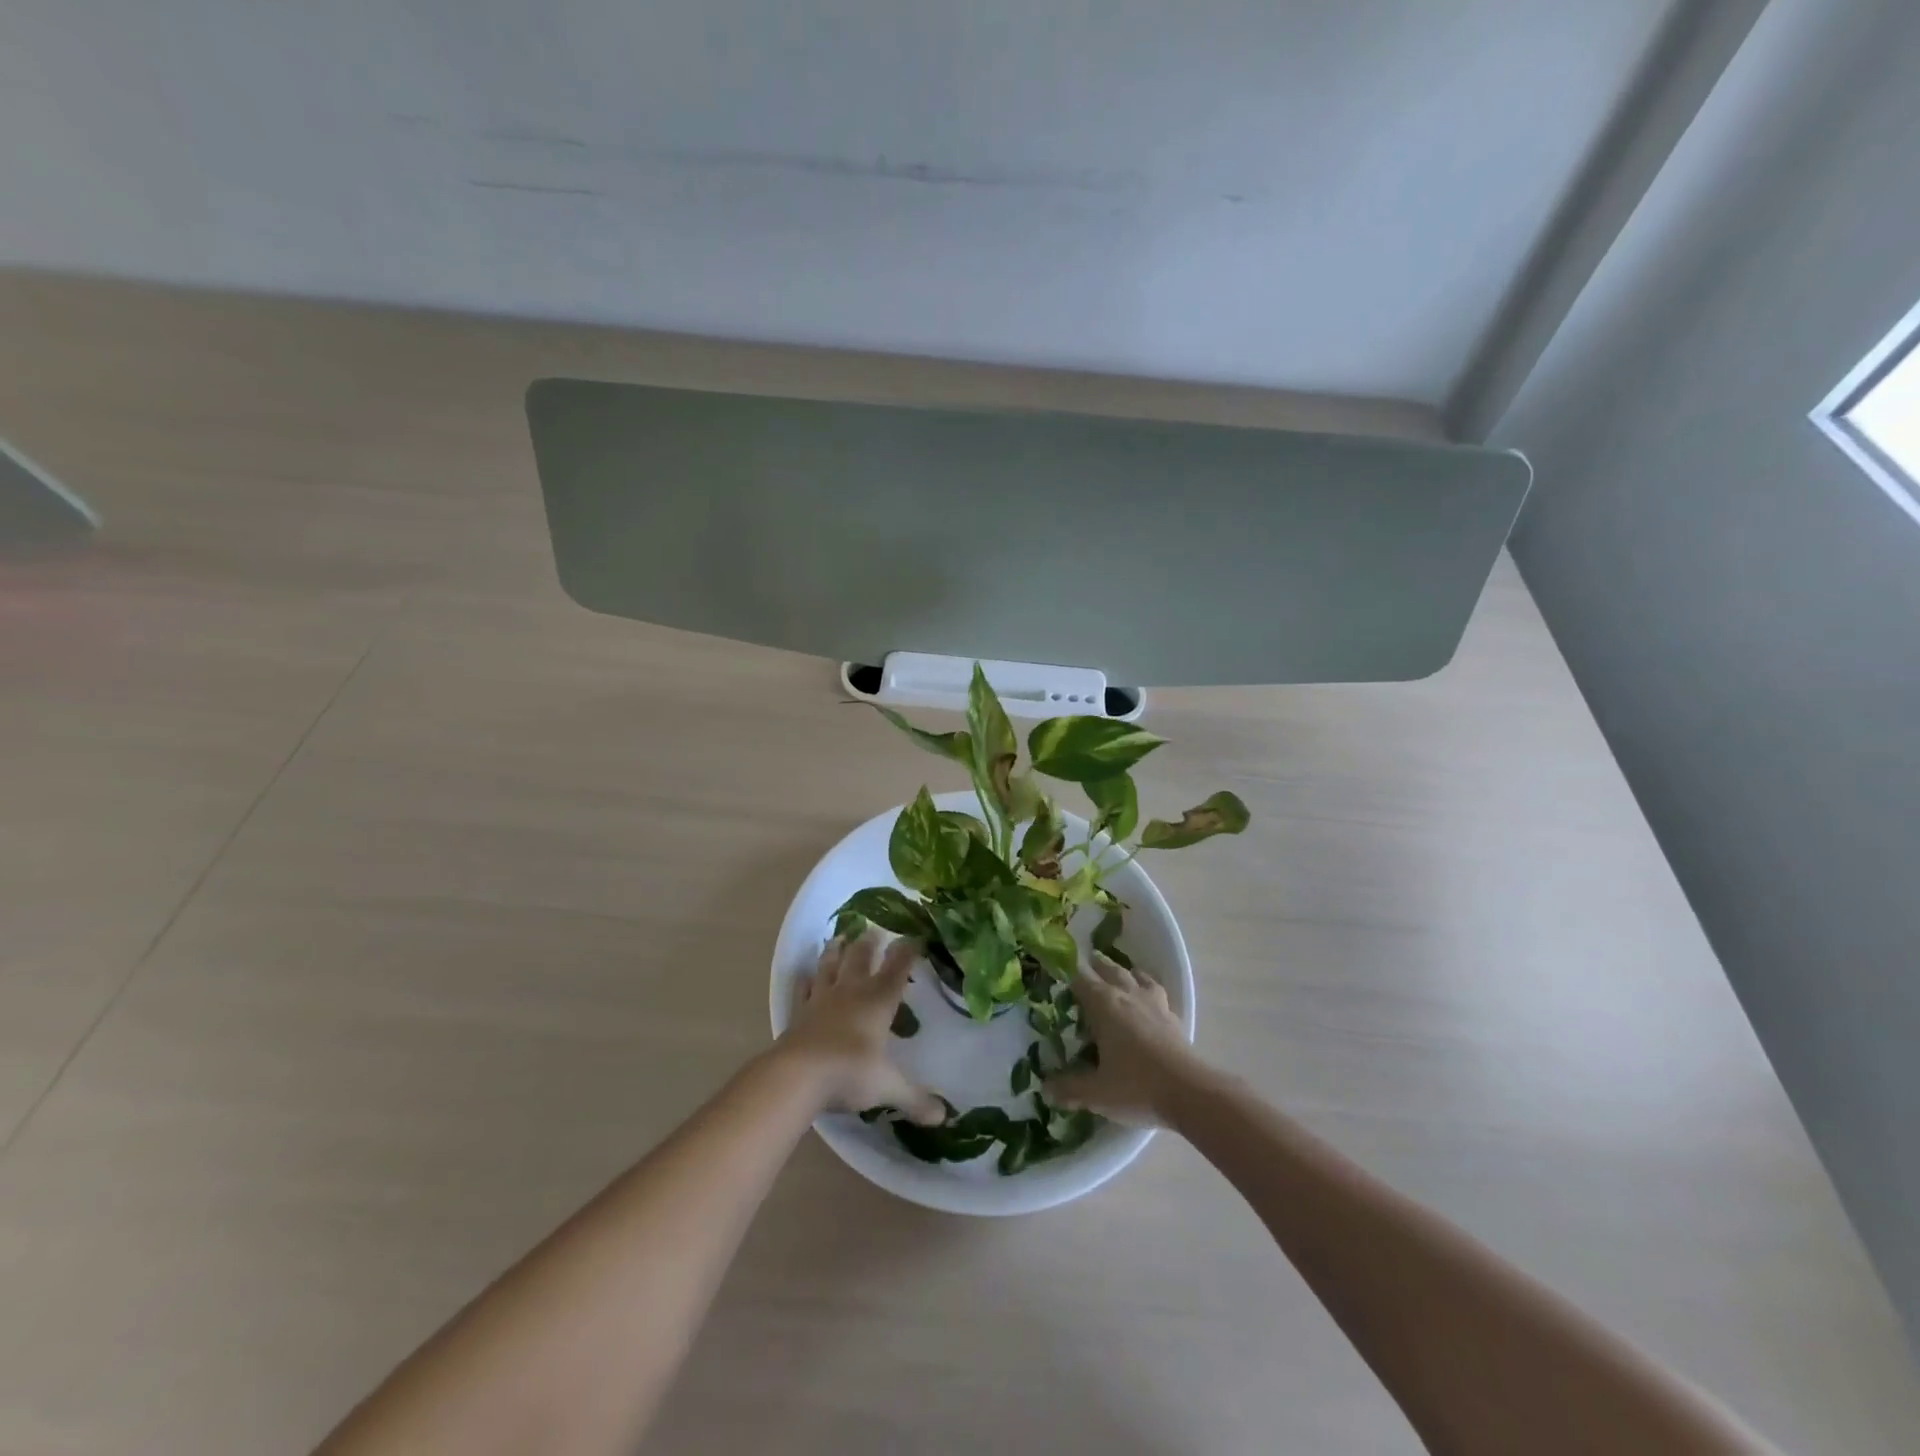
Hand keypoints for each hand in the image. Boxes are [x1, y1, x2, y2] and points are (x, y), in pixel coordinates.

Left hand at [779, 930, 945, 1124]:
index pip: (897, 969)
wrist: (798, 1075)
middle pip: (862, 958)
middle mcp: (852, 992)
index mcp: (879, 1001)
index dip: (907, 952)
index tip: (914, 937)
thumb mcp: (888, 1087)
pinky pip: (803, 988)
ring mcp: (822, 998)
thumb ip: (915, 1099)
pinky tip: (804, 972)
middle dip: (871, 943)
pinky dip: (804, 979)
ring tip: (840, 936)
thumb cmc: (850, 1073)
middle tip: (875, 930)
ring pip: (831, 965)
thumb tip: (943, 1117)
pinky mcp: (799, 1011)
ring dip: (837, 950)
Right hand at [1046, 952, 1204, 1126]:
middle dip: (1097, 965)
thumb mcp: (1096, 1092)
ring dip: (1125, 972)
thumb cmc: (1136, 1086)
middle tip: (1088, 960)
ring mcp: (1153, 1004)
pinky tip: (1150, 998)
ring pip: (1136, 977)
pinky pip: (1157, 992)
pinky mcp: (1172, 1017)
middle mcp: (1127, 995)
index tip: (1057, 965)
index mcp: (1103, 1005)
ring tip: (1121, 972)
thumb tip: (1045, 1090)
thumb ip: (1069, 1089)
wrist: (1190, 1092)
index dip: (1067, 971)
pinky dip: (1149, 988)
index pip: (1080, 979)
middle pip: (1110, 971)